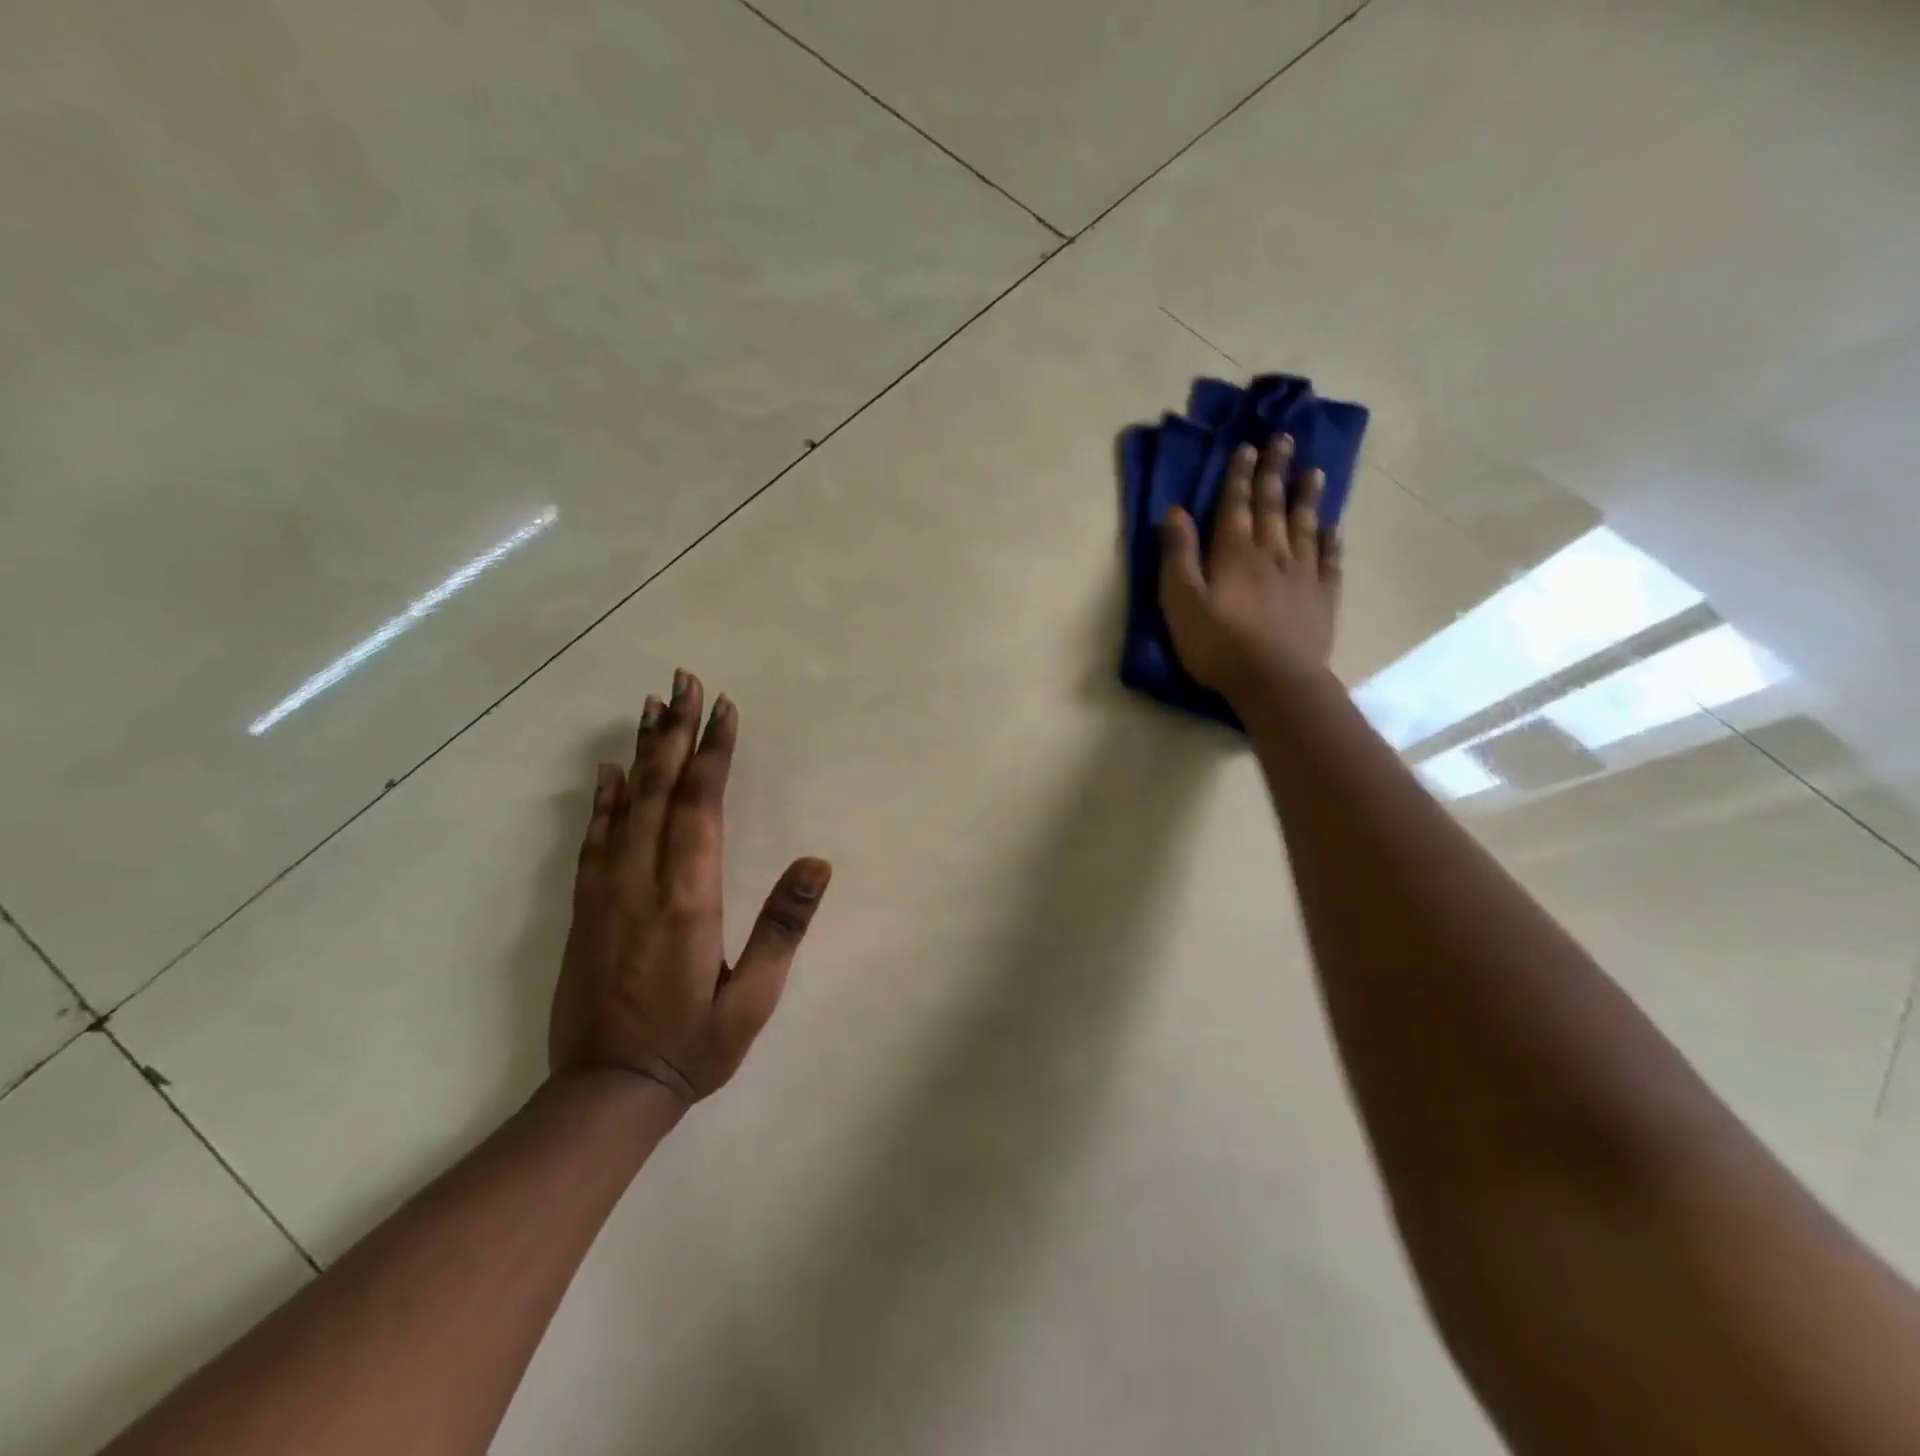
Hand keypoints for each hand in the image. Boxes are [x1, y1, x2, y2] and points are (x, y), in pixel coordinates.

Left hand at [550, 670, 830, 1106]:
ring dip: (642, 751)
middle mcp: (643, 881)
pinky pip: (593, 840)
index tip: (724, 709)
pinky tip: (609, 771)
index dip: (714, 753)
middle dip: (677, 731)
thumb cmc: (693, 1045)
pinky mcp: (584, 908)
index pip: (703, 806)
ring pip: (625, 804)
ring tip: (652, 706)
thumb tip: (817, 863)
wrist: (605, 1093)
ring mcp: (606, 892)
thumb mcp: (754, 999)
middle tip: (685, 681)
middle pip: (661, 789)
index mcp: (689, 898)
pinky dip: (602, 799)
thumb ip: (783, 927)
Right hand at [1158, 433, 1342, 697]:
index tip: (1248, 447)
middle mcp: (1272, 552)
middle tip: (1285, 439)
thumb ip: (1178, 556)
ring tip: (1315, 471)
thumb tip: (1175, 512)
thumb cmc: (1219, 644)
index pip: (1235, 504)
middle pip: (1273, 505)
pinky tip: (1333, 527)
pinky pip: (1329, 558)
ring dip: (1308, 496)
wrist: (1275, 681)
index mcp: (1235, 552)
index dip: (1240, 475)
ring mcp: (1303, 574)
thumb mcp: (1181, 602)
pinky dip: (1331, 538)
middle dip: (1275, 471)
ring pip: (1306, 524)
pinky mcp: (1322, 597)